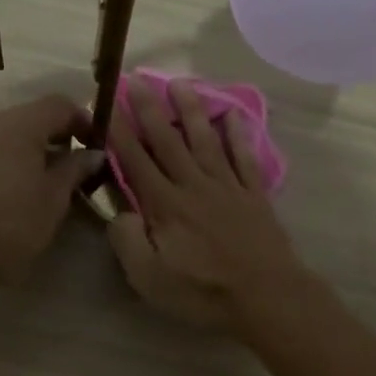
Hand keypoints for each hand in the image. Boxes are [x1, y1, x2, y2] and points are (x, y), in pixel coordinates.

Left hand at [0, 94, 102, 288]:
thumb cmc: (13, 224)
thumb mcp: (54, 198)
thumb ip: (75, 168)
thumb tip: (92, 154)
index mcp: (19, 124)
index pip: (59, 104)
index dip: (82, 120)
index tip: (94, 145)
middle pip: (30, 116)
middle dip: (54, 135)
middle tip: (71, 165)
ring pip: (5, 134)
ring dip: (27, 149)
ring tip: (40, 181)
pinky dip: (4, 161)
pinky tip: (10, 190)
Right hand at [107, 79, 305, 327]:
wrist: (267, 297)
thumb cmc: (203, 292)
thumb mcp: (149, 279)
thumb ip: (128, 241)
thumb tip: (120, 211)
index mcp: (165, 205)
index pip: (135, 160)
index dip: (119, 131)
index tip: (108, 103)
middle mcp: (194, 185)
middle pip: (168, 140)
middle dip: (150, 109)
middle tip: (137, 78)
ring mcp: (227, 187)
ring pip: (205, 140)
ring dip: (191, 110)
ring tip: (181, 83)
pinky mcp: (254, 195)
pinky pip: (243, 157)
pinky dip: (238, 135)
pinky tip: (232, 116)